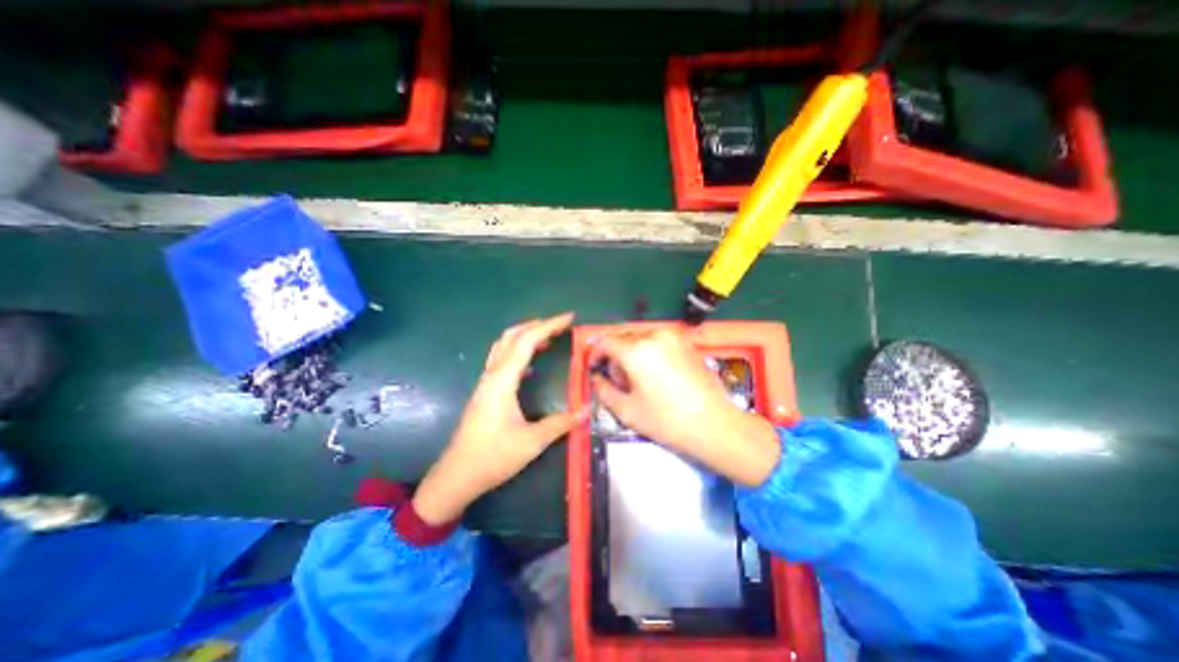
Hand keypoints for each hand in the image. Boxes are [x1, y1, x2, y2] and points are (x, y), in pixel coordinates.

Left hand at [411, 314, 587, 523]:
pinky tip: (531, 366)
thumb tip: (585, 411)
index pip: (527, 341)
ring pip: (504, 346)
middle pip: (512, 336)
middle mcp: (492, 374)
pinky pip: (502, 360)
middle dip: (537, 325)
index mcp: (503, 380)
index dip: (549, 326)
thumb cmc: (493, 457)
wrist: (457, 475)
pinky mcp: (485, 391)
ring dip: (525, 335)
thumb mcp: (532, 442)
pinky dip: (518, 352)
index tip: (569, 318)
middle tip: (560, 325)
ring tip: (548, 338)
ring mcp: (486, 382)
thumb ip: (560, 423)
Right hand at [589, 326, 781, 486]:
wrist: (715, 424)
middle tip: (615, 378)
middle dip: (613, 354)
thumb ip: (603, 390)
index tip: (594, 368)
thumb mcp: (627, 410)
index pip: (605, 342)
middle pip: (623, 337)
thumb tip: (596, 378)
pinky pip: (657, 340)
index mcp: (637, 350)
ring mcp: (673, 336)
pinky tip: (654, 372)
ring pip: (640, 337)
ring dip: (631, 352)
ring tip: (635, 378)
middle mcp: (654, 335)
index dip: (595, 354)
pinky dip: (648, 350)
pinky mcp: (686, 342)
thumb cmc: (667, 420)